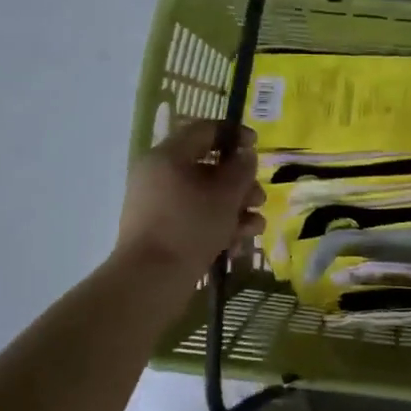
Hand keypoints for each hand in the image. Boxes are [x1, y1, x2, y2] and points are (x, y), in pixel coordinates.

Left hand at [114, 121, 264, 281]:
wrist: (151, 279)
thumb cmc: (190, 227)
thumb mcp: (225, 194)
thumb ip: (241, 169)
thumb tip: (245, 155)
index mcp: (168, 156)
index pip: (203, 130)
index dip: (234, 134)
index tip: (256, 146)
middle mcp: (159, 175)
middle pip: (207, 167)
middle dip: (240, 183)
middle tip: (258, 199)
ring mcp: (158, 205)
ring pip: (205, 196)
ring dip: (235, 208)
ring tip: (255, 227)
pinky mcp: (162, 231)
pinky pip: (195, 218)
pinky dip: (217, 226)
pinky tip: (237, 245)